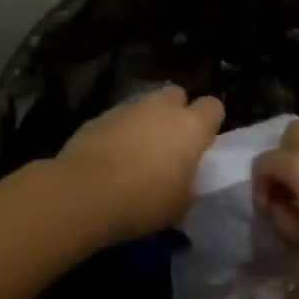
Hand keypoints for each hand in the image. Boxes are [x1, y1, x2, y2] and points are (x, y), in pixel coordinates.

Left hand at [56, 86, 225, 242]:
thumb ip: (188, 182)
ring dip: (146, 122)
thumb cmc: (144, 201)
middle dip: (177, 112)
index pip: (213, 107)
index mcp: (190, 126)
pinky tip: (111, 158)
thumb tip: (182, 177)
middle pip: (177, 94)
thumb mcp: (181, 204)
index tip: (203, 142)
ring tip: (138, 152)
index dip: (210, 122)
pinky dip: (120, 132)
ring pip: (145, 105)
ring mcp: (127, 109)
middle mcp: (161, 108)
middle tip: (171, 142)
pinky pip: (118, 119)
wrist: (85, 193)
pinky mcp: (99, 117)